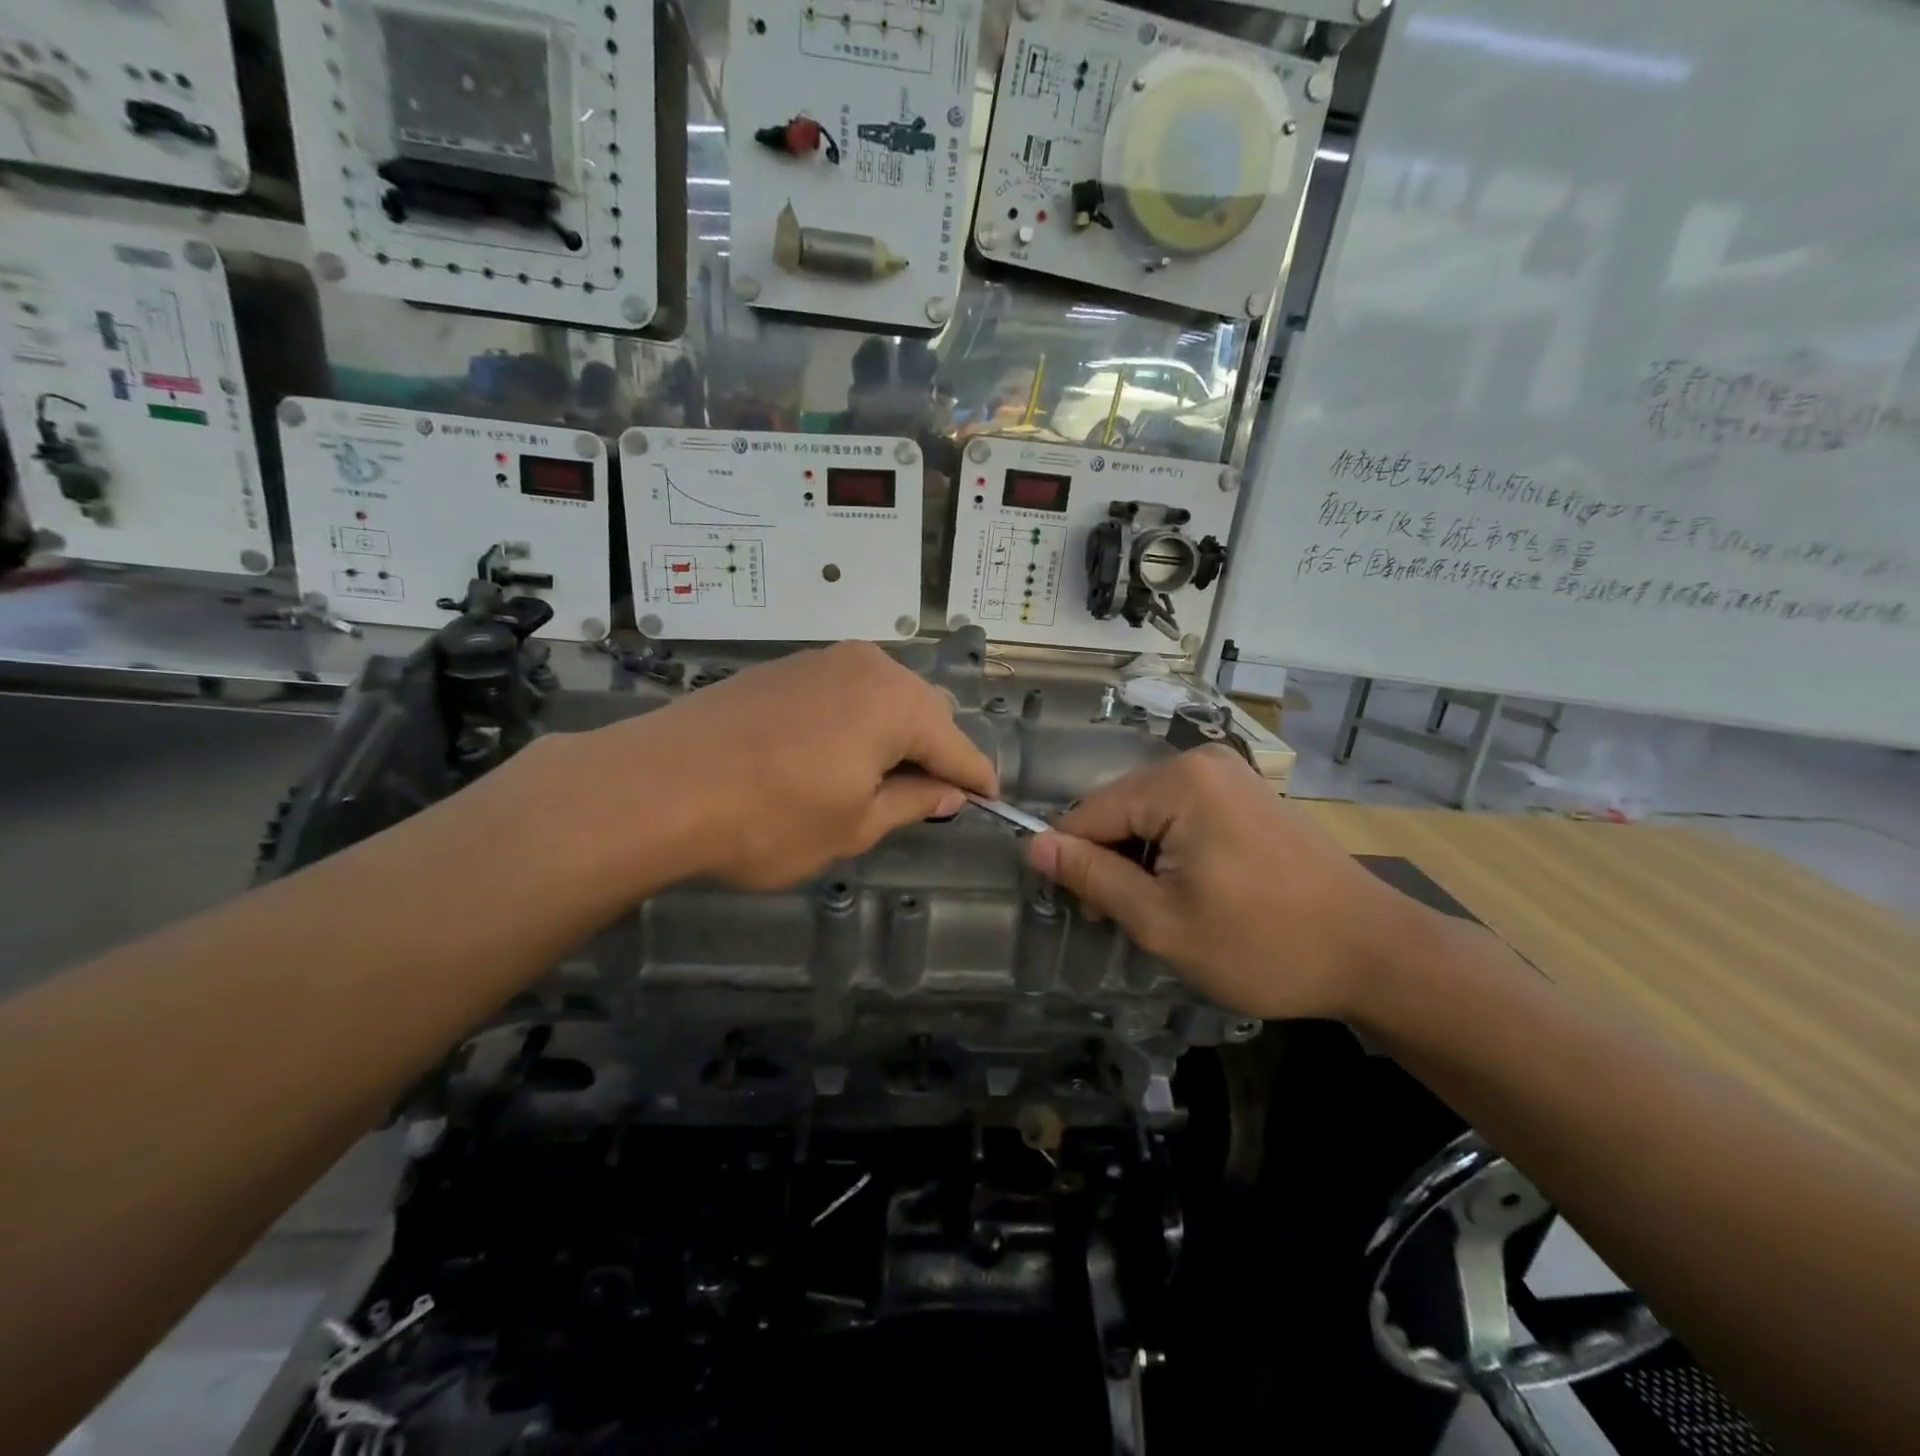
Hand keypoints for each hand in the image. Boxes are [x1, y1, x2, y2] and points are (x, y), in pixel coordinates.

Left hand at [584, 641, 996, 890]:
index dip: (975, 778)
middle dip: (932, 753)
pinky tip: (829, 757)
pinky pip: (843, 692)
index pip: (957, 745)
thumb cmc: (770, 817)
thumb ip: (913, 802)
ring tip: (871, 782)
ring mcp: (822, 661)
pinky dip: (854, 723)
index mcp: (898, 703)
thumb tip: (947, 792)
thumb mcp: (854, 825)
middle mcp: (869, 667)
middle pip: (923, 712)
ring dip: (891, 736)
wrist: (658, 785)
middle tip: (921, 799)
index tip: (988, 800)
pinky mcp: (784, 667)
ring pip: (882, 697)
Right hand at [1026, 746, 1431, 1019]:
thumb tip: (1032, 844)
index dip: (1071, 861)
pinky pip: (1184, 815)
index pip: (1089, 813)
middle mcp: (1201, 762)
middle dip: (1111, 861)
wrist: (1376, 953)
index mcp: (1178, 782)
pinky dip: (1172, 851)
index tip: (1079, 910)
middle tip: (1122, 921)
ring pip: (1150, 814)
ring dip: (1141, 860)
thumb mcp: (1162, 921)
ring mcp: (1230, 775)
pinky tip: (1192, 892)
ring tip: (1160, 913)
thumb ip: (1093, 877)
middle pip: (1120, 809)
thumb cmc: (1263, 943)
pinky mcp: (1248, 795)